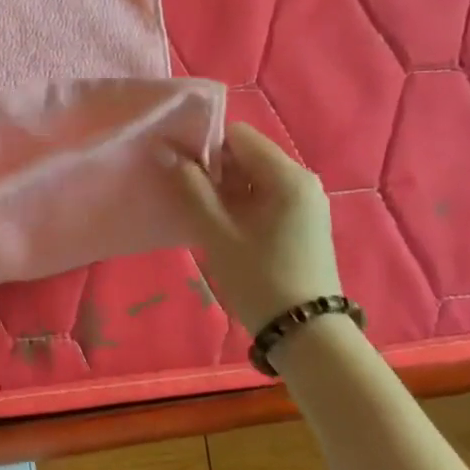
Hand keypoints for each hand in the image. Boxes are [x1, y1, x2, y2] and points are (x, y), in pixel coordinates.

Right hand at [170, 123, 342, 333]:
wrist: (305, 333)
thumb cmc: (259, 278)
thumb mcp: (217, 231)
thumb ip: (190, 187)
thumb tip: (165, 150)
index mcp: (286, 176)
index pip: (237, 136)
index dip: (203, 143)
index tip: (175, 163)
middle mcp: (301, 180)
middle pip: (246, 154)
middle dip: (211, 166)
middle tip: (178, 186)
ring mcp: (304, 201)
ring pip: (252, 176)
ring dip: (222, 186)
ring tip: (193, 206)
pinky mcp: (300, 220)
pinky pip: (262, 195)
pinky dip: (237, 201)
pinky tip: (217, 221)